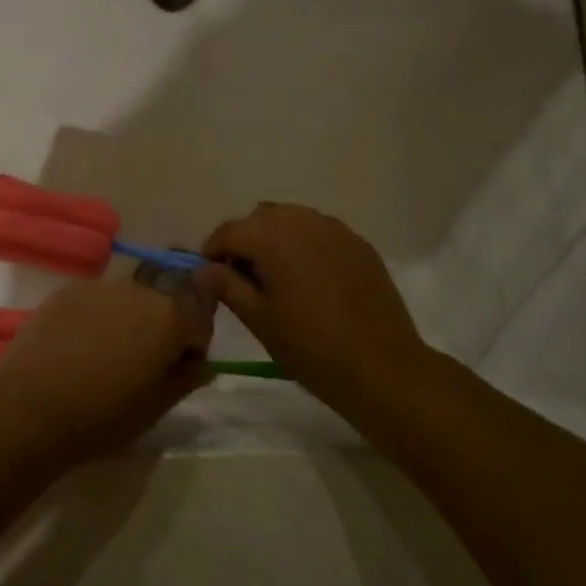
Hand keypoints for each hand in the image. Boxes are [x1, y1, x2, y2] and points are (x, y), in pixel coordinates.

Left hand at [0, 279, 213, 467]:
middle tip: (142, 366)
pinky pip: (95, 302)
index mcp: (169, 316)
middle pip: (163, 304)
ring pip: (127, 301)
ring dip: (128, 321)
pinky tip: (77, 349)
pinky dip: (96, 318)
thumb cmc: (103, 414)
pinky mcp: (65, 292)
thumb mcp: (156, 406)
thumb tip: (203, 365)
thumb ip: (186, 378)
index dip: (194, 345)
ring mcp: (98, 287)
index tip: (178, 370)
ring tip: (106, 357)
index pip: (200, 319)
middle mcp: (138, 290)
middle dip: (161, 329)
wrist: (30, 408)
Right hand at [200, 203, 438, 412]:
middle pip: (260, 218)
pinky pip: (320, 231)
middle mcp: (303, 221)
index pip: (229, 231)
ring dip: (274, 238)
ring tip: (275, 277)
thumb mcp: (259, 320)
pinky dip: (304, 244)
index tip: (211, 277)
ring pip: (292, 219)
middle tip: (242, 278)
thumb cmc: (310, 347)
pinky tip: (308, 278)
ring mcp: (336, 230)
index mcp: (273, 238)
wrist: (382, 367)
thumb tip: (203, 269)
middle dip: (245, 240)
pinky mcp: (359, 244)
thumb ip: (227, 287)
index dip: (213, 251)